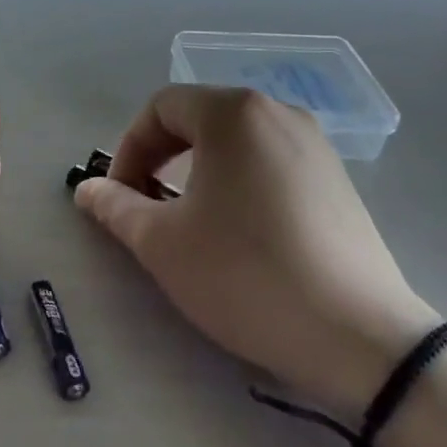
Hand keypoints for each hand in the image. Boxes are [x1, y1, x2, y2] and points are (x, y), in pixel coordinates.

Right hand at [75, 86, 436, 419]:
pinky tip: (240, 231)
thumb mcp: (162, 243)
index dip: (128, 148)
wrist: (360, 337)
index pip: (160, 108)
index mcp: (233, 113)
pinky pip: (270, 162)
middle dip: (161, 157)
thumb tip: (86, 189)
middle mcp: (277, 113)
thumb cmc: (245, 274)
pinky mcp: (338, 180)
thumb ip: (115, 206)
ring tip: (190, 219)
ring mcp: (315, 145)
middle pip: (198, 118)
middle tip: (146, 205)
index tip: (120, 196)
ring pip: (235, 141)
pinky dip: (238, 181)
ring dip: (198, 170)